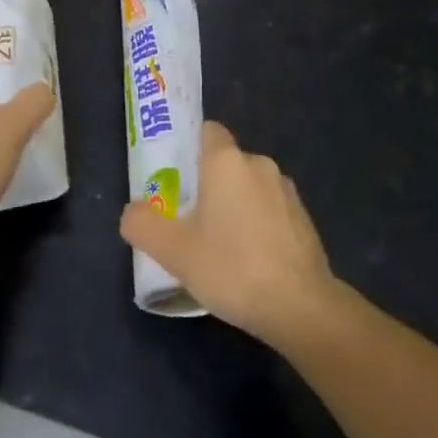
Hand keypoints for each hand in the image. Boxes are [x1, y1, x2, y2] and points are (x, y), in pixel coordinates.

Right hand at [120, 121, 337, 345]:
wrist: (301, 306)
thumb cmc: (232, 268)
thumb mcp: (174, 251)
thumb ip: (143, 225)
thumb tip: (133, 212)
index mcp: (227, 161)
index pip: (207, 131)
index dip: (189, 148)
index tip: (175, 177)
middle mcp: (259, 164)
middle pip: (226, 163)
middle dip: (208, 185)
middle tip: (188, 220)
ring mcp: (286, 191)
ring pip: (249, 188)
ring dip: (235, 206)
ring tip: (219, 246)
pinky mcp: (304, 218)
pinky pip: (270, 210)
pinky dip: (258, 225)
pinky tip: (250, 262)